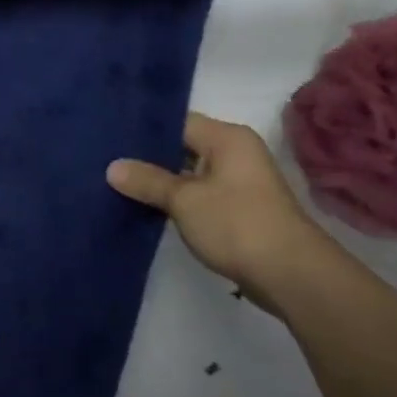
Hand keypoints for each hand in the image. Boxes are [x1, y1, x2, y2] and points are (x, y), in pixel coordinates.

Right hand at [106, 111, 328, 297]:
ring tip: (118, 184)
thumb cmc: (237, 224)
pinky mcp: (238, 210)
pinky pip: (199, 195)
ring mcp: (240, 183)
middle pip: (183, 147)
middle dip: (148, 158)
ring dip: (161, 182)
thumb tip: (113, 167)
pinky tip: (147, 208)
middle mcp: (236, 153)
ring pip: (190, 174)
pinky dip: (177, 201)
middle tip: (106, 162)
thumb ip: (148, 181)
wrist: (290, 275)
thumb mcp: (184, 200)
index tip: (109, 138)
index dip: (144, 130)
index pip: (178, 122)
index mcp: (227, 138)